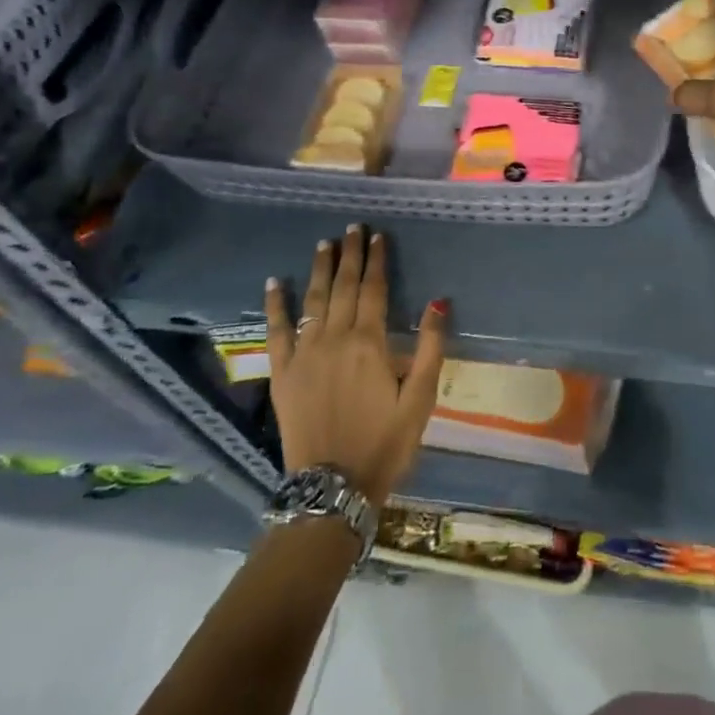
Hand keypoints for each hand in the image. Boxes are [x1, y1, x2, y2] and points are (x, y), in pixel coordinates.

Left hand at [265, 225, 447, 507]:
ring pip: (313, 300)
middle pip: (343, 287)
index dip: (376, 260)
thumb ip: (431, 347)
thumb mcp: (421, 399)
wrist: (333, 487)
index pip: (373, 289)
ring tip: (324, 243)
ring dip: (320, 269)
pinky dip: (276, 304)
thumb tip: (438, 302)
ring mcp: (305, 354)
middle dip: (349, 255)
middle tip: (353, 227)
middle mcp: (335, 339)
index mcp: (370, 342)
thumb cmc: (385, 442)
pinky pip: (276, 331)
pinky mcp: (283, 373)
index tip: (378, 236)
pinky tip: (275, 282)